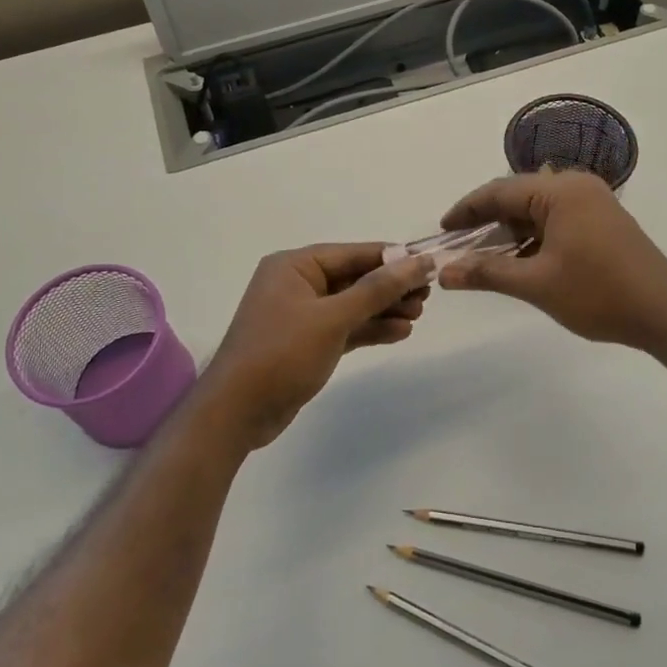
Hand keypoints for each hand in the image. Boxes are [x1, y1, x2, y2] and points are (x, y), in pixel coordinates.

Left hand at [199, 244, 434, 448]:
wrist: (237, 412)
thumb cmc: (282, 353)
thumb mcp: (333, 317)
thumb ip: (377, 289)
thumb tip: (418, 261)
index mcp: (295, 266)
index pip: (353, 253)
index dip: (393, 258)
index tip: (429, 264)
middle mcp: (297, 284)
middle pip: (354, 278)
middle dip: (390, 287)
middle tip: (427, 296)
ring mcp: (301, 315)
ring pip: (352, 305)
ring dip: (384, 309)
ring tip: (418, 315)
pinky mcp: (307, 343)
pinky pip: (345, 328)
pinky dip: (370, 329)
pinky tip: (401, 332)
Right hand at [438, 171, 666, 351]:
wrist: (665, 314)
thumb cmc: (598, 294)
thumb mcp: (536, 284)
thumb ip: (486, 273)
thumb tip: (443, 273)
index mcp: (559, 191)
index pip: (498, 191)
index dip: (466, 210)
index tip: (441, 231)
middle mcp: (576, 186)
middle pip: (517, 197)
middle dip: (486, 223)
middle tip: (458, 248)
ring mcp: (593, 202)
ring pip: (536, 210)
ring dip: (510, 233)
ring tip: (483, 259)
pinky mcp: (602, 220)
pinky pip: (556, 220)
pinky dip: (533, 238)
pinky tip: (519, 261)